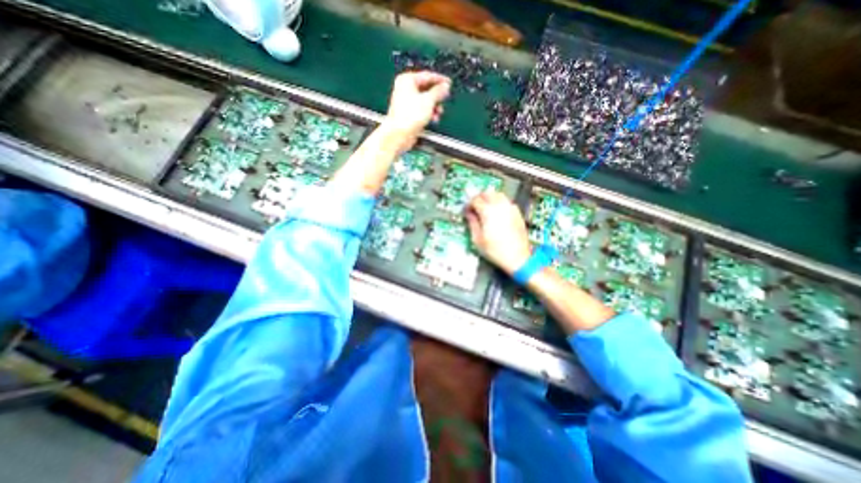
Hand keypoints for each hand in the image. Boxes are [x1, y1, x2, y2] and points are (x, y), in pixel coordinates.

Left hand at [382, 72, 450, 151]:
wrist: (399, 134)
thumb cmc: (408, 116)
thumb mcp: (429, 101)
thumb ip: (438, 92)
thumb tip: (445, 87)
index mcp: (407, 80)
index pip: (427, 76)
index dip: (439, 80)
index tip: (448, 83)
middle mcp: (405, 89)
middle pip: (426, 89)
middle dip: (436, 97)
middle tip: (444, 99)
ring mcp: (406, 102)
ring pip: (425, 101)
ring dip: (434, 107)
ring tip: (438, 113)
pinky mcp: (408, 114)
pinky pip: (421, 110)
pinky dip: (428, 114)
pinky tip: (433, 119)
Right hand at [465, 190, 532, 274]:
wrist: (517, 258)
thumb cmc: (495, 251)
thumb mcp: (478, 239)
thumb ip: (472, 223)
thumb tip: (469, 214)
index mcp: (488, 212)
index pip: (475, 200)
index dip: (468, 204)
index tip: (466, 210)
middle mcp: (499, 206)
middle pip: (487, 193)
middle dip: (478, 197)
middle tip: (474, 206)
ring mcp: (510, 208)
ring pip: (498, 194)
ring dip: (489, 197)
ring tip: (484, 206)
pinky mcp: (517, 213)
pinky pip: (506, 201)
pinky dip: (499, 202)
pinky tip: (496, 211)